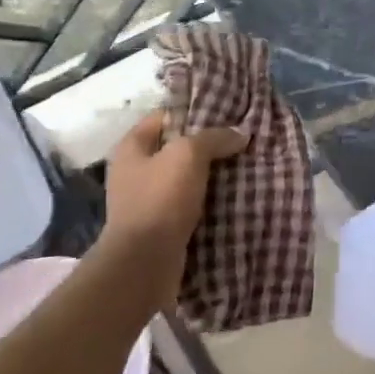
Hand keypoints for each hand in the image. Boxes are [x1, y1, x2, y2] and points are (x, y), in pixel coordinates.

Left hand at [100, 111, 249, 291]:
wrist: (144, 262)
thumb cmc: (160, 198)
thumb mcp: (188, 155)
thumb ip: (214, 138)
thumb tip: (239, 134)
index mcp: (131, 146)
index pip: (164, 116)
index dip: (193, 111)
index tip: (225, 113)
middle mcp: (134, 170)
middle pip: (176, 147)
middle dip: (207, 145)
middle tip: (239, 141)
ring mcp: (145, 200)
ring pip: (184, 177)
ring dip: (209, 175)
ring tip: (242, 167)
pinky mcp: (159, 225)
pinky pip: (187, 204)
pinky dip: (207, 200)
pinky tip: (232, 197)